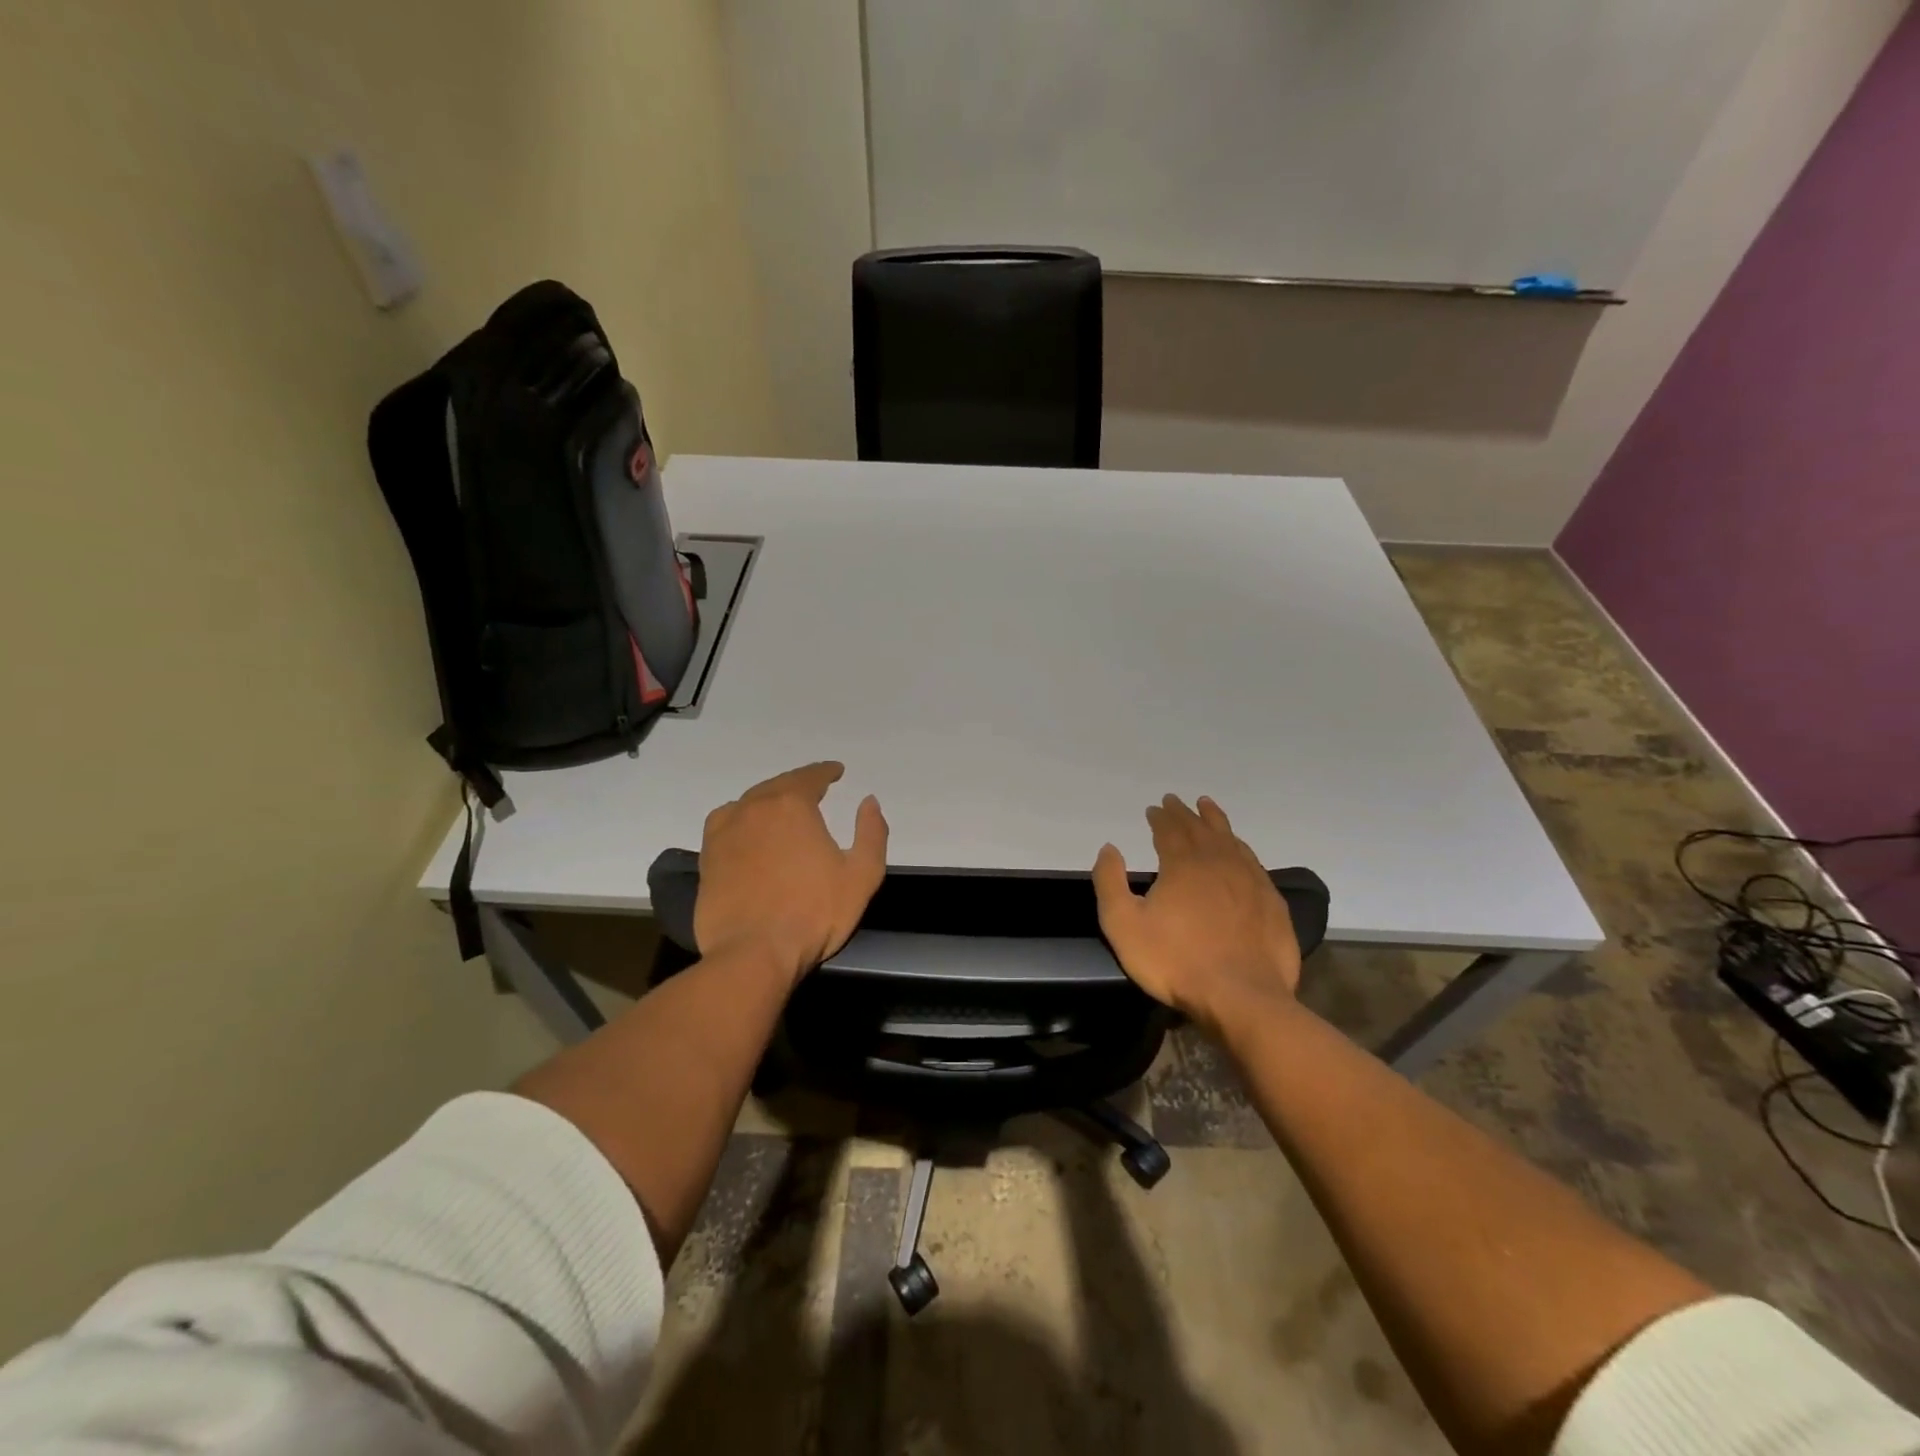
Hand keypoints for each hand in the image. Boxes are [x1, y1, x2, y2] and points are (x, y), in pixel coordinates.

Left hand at [693, 761, 888, 983]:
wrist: (754, 953)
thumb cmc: (814, 913)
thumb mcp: (862, 875)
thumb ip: (871, 833)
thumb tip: (868, 802)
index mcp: (792, 806)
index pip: (810, 776)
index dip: (825, 772)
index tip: (836, 772)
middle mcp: (755, 808)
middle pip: (778, 785)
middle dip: (798, 784)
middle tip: (813, 788)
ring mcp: (725, 831)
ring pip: (750, 802)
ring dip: (768, 799)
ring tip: (781, 807)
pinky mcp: (707, 857)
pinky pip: (725, 823)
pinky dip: (741, 817)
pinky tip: (747, 829)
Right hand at [1092, 794, 1300, 1029]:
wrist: (1242, 997)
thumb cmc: (1175, 962)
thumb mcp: (1123, 925)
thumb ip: (1110, 882)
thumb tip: (1110, 848)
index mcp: (1183, 864)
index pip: (1169, 830)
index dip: (1160, 817)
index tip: (1153, 808)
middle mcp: (1218, 862)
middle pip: (1200, 828)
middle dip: (1184, 813)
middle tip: (1175, 801)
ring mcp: (1250, 881)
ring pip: (1230, 839)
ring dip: (1215, 821)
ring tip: (1208, 807)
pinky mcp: (1271, 902)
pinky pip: (1253, 862)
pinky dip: (1241, 847)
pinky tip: (1240, 850)